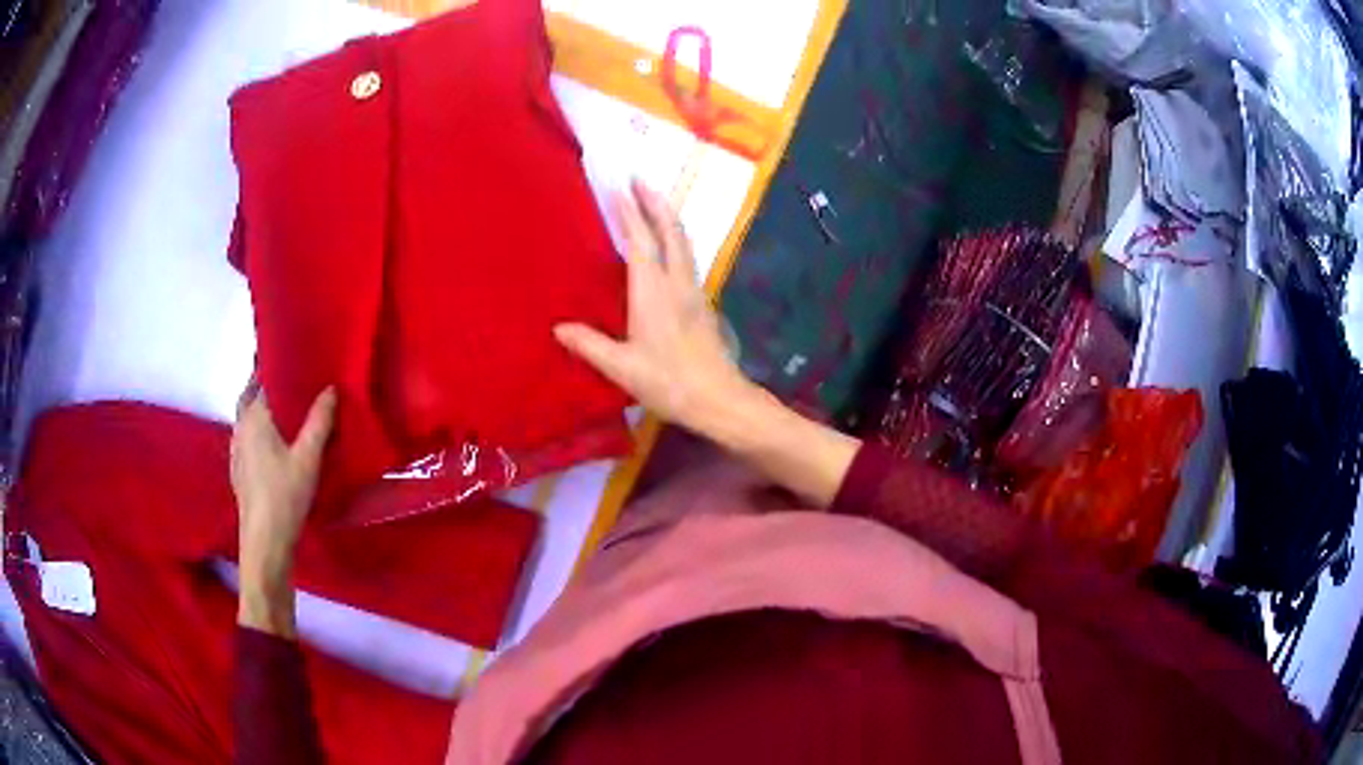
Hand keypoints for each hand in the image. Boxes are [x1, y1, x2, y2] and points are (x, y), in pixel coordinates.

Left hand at [230, 379, 335, 635]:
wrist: (264, 543)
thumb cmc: (285, 497)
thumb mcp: (308, 458)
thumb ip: (319, 422)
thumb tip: (331, 388)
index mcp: (254, 418)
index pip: (261, 380)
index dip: (275, 366)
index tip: (292, 355)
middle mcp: (240, 428)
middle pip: (248, 396)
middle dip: (264, 384)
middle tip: (288, 379)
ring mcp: (236, 450)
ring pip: (245, 418)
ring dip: (259, 407)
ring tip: (283, 408)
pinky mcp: (238, 470)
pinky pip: (246, 437)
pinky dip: (257, 429)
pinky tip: (272, 443)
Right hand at [556, 180, 858, 506]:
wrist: (719, 400)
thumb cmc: (670, 383)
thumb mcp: (622, 368)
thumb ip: (590, 345)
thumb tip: (559, 328)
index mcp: (653, 292)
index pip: (640, 241)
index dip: (630, 213)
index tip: (619, 187)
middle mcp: (677, 283)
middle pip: (671, 231)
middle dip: (655, 202)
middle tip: (640, 179)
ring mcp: (694, 292)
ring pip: (684, 243)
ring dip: (668, 217)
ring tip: (653, 202)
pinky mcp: (703, 304)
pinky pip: (687, 258)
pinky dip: (674, 239)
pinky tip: (667, 247)